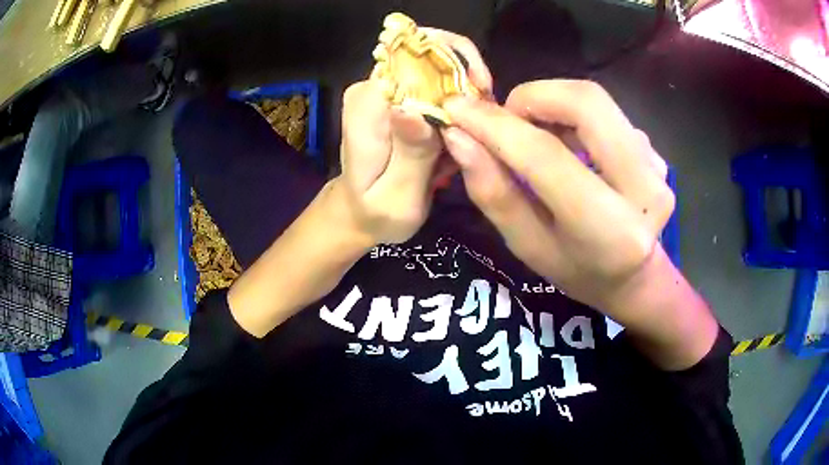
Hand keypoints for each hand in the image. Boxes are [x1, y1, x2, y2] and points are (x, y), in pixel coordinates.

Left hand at [336, 29, 491, 244]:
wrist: (360, 213)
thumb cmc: (377, 212)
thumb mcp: (397, 196)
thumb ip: (409, 153)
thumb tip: (414, 108)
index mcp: (368, 106)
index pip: (413, 58)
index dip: (454, 64)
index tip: (483, 92)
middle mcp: (374, 88)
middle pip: (431, 58)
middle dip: (467, 82)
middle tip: (488, 120)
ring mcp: (386, 91)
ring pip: (439, 72)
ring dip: (466, 99)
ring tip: (476, 135)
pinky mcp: (398, 99)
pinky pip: (437, 88)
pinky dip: (457, 108)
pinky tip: (460, 137)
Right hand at [441, 80, 673, 312]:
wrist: (637, 278)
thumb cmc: (578, 272)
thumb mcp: (529, 246)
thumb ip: (495, 194)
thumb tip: (459, 138)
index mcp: (610, 229)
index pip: (546, 156)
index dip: (496, 125)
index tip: (456, 108)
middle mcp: (644, 188)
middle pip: (584, 102)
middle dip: (531, 97)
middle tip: (506, 121)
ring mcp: (656, 165)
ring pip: (595, 100)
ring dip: (551, 105)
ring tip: (533, 136)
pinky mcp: (656, 151)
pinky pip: (607, 113)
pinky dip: (573, 116)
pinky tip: (568, 146)